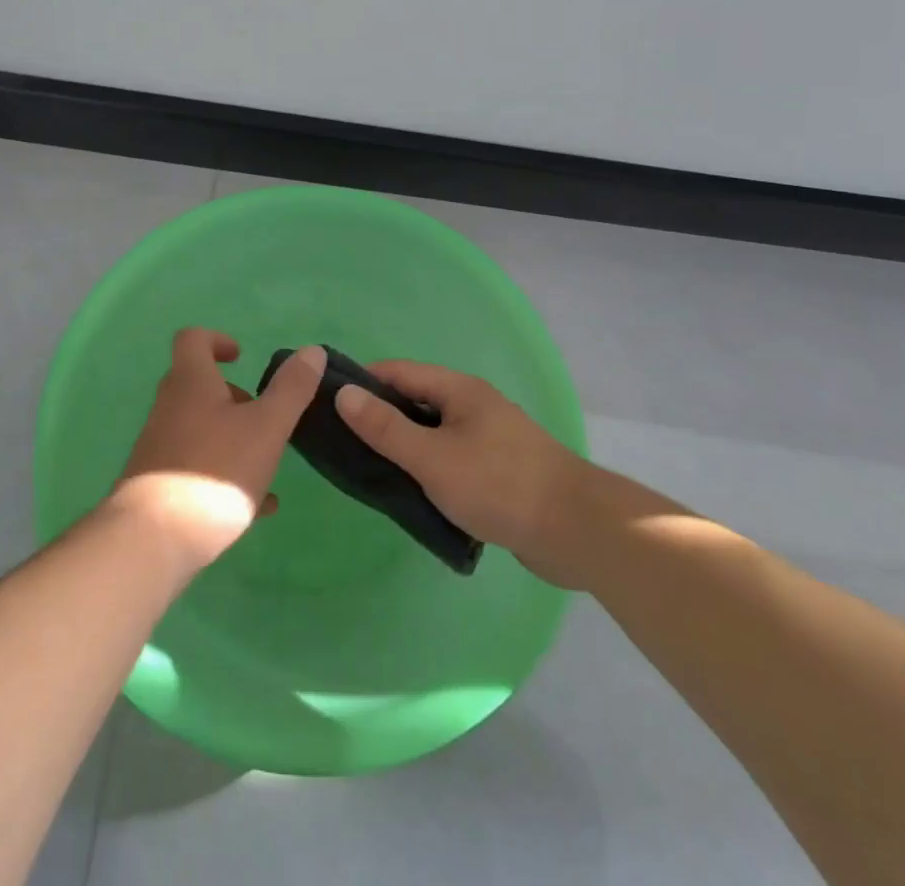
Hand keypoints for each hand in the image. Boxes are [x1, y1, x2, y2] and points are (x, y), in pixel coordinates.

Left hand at [110, 331, 323, 572]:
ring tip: (267, 463)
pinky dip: (225, 475)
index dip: (217, 340)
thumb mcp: (266, 427)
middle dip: (233, 396)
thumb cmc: (215, 471)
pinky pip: (196, 468)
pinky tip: (259, 506)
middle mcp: (168, 408)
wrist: (153, 540)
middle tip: (263, 416)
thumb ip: (290, 389)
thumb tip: (312, 350)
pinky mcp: (158, 485)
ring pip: (199, 429)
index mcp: (190, 383)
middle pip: (197, 386)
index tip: (242, 358)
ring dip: (232, 438)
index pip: (193, 340)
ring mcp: (159, 448)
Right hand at [335, 361, 591, 586]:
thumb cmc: (499, 484)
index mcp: (458, 390)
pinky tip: (410, 495)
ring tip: (367, 472)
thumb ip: (385, 427)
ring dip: (402, 449)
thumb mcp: (432, 457)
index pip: (397, 372)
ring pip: (431, 435)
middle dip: (379, 418)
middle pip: (414, 402)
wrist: (578, 531)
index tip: (326, 403)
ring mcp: (487, 440)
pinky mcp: (497, 473)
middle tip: (341, 443)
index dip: (361, 383)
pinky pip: (449, 462)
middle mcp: (472, 406)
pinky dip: (427, 472)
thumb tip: (343, 394)